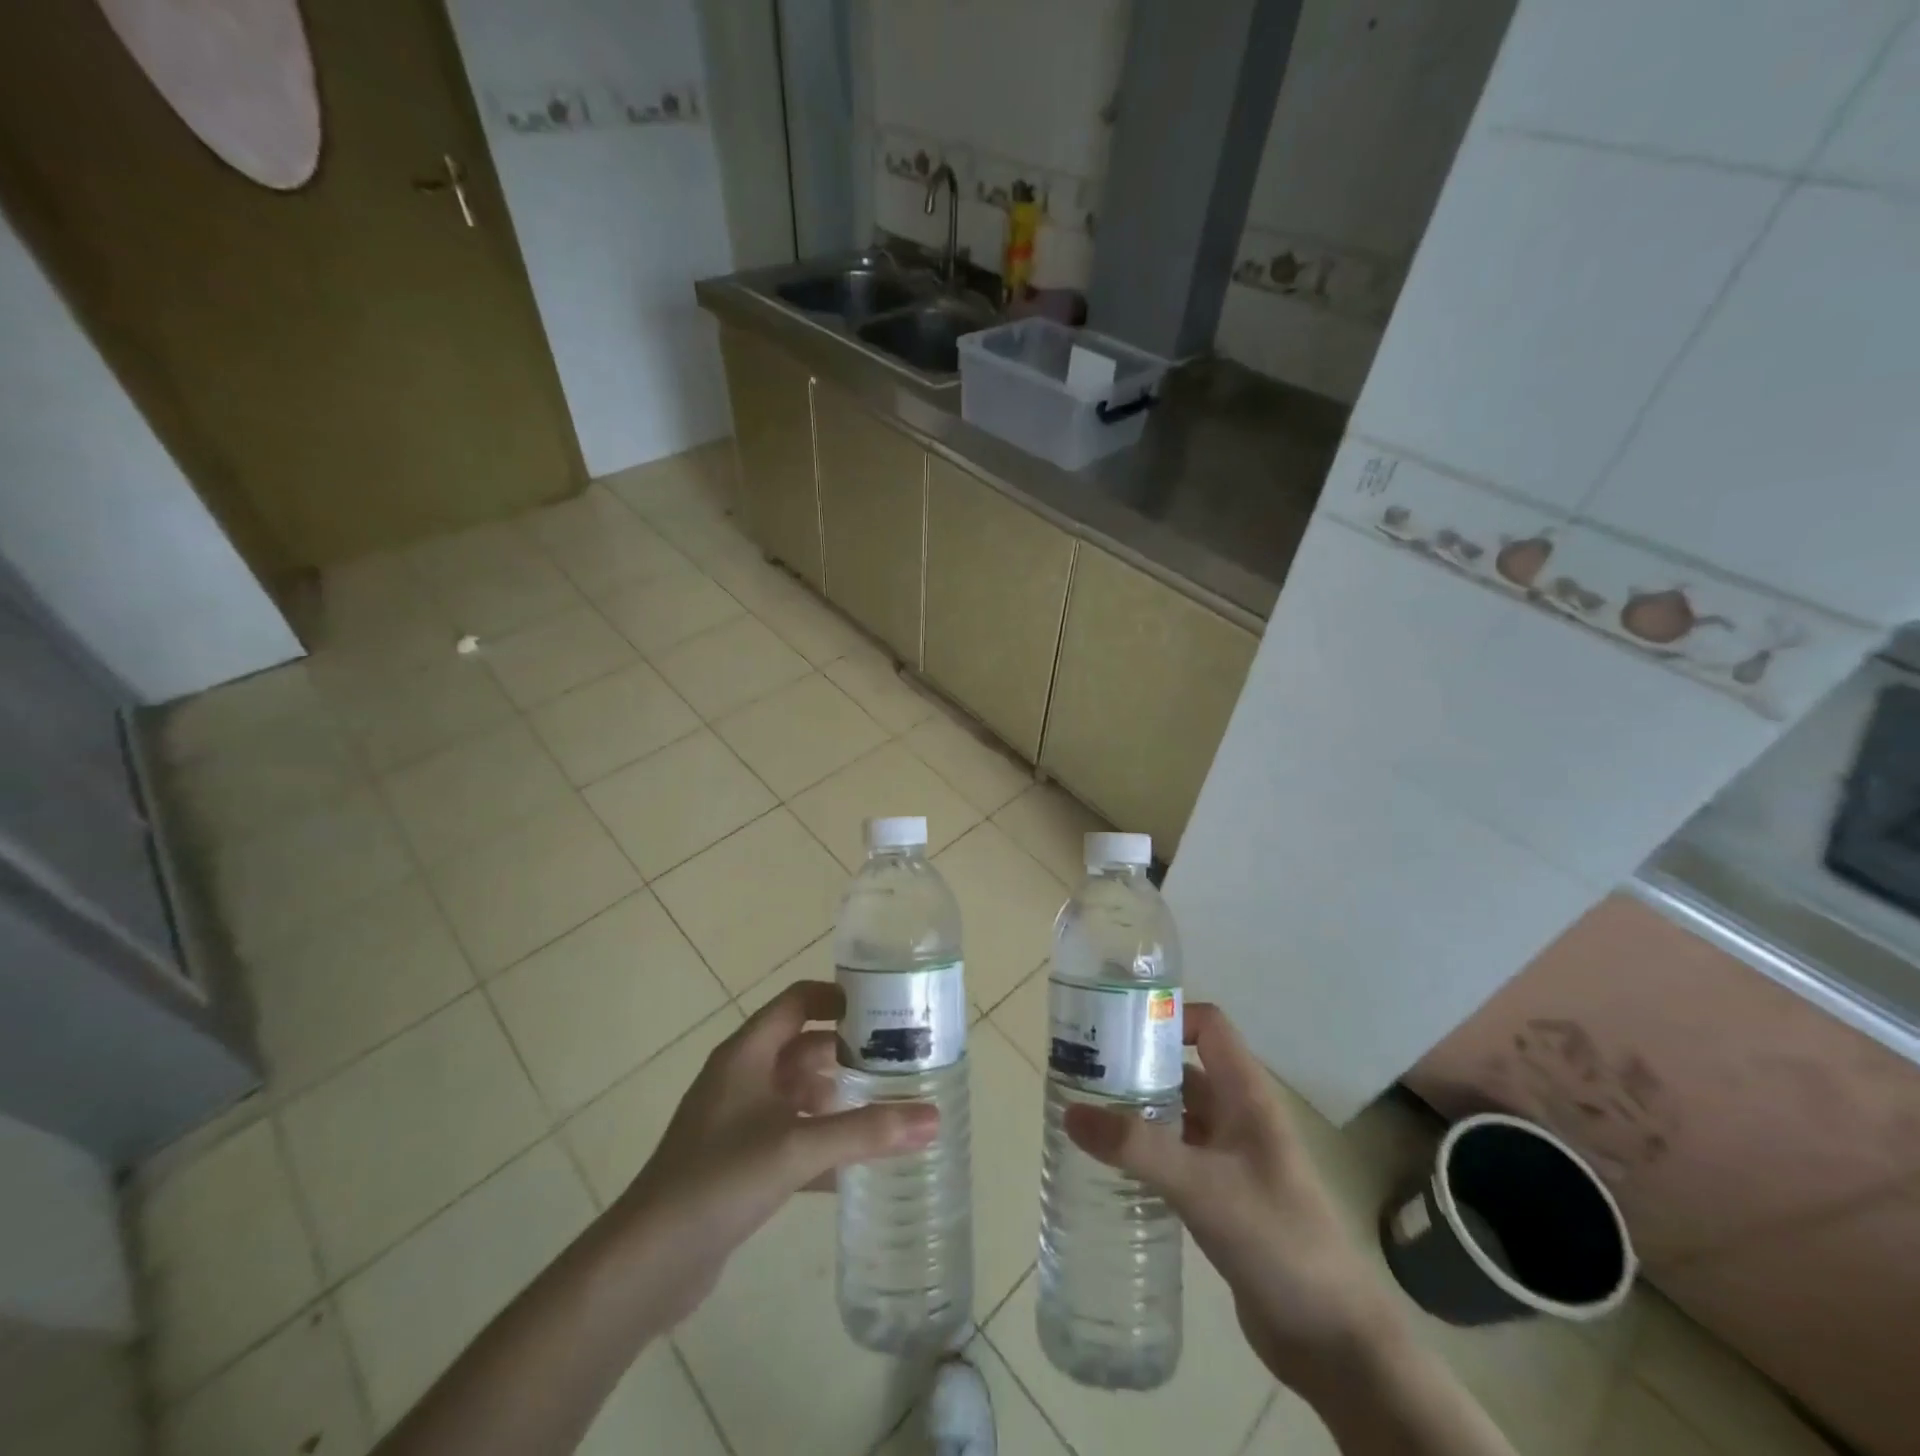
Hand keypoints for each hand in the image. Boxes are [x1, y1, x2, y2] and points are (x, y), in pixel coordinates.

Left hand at [611, 981, 937, 1325]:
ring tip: (888, 1108)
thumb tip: (933, 1118)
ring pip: (799, 1095)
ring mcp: (738, 1121)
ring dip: (838, 1100)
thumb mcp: (797, 1148)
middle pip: (803, 1048)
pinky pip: (791, 1137)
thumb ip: (866, 1132)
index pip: (798, 1001)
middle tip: (900, 1063)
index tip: (885, 1010)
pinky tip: (857, 1167)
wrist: (647, 1264)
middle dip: (848, 1054)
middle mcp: (742, 1077)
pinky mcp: (739, 1162)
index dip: (839, 998)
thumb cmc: (719, 1180)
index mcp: (747, 1054)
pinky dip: (822, 1143)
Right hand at [1064, 1002, 1398, 1392]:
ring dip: (1137, 1110)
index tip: (1115, 1028)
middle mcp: (1239, 1117)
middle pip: (1184, 1068)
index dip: (1167, 1016)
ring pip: (1177, 1114)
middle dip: (1137, 1064)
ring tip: (1084, 1113)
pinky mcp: (1222, 1198)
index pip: (1209, 1026)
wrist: (1334, 1341)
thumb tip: (1071, 1112)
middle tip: (1081, 1071)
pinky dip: (1146, 1152)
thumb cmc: (1278, 1241)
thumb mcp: (1204, 1186)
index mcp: (1247, 1095)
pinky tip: (1111, 1166)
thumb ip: (1137, 1148)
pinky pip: (1176, 1156)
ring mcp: (1232, 1159)